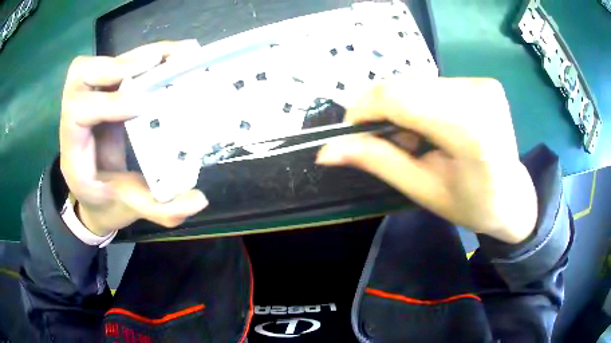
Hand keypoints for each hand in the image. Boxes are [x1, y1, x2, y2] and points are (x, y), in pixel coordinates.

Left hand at [60, 40, 207, 236]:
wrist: (95, 197)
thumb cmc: (106, 204)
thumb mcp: (129, 209)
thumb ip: (160, 209)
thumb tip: (199, 201)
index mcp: (73, 150)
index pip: (78, 113)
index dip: (109, 103)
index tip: (146, 104)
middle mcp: (75, 118)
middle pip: (80, 75)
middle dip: (116, 66)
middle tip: (155, 64)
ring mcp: (90, 101)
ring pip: (100, 63)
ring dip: (136, 56)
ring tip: (173, 54)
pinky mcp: (106, 94)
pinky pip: (119, 66)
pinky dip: (144, 57)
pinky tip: (171, 56)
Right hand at [317, 78, 536, 243]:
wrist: (514, 197)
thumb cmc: (472, 205)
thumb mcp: (423, 190)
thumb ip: (378, 161)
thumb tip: (326, 151)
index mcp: (470, 132)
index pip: (400, 99)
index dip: (365, 109)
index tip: (351, 130)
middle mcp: (479, 96)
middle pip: (406, 87)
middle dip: (386, 112)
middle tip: (396, 144)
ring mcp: (484, 84)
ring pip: (418, 83)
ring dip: (405, 107)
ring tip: (419, 139)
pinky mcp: (484, 81)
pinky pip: (435, 84)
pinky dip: (424, 102)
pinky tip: (436, 125)